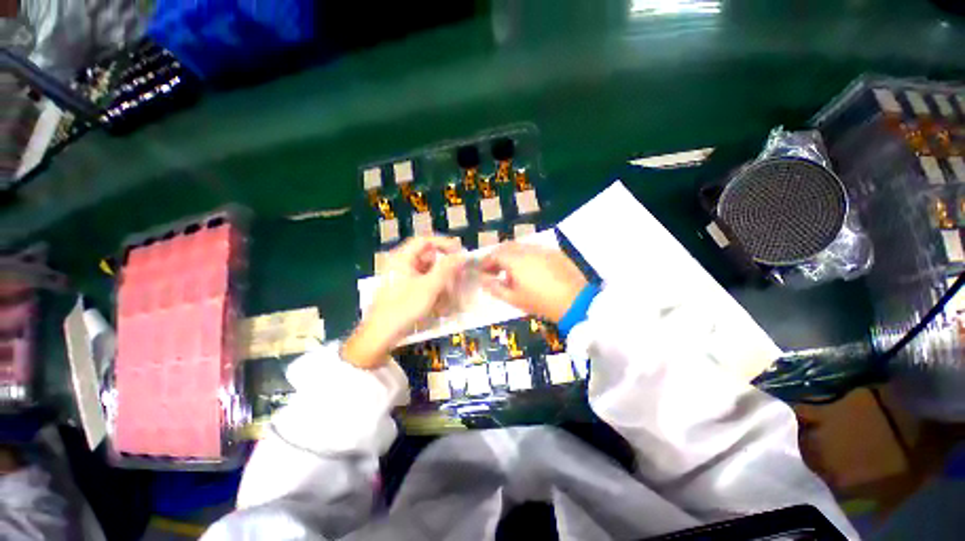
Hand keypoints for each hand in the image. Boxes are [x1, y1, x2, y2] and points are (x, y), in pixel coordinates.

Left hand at [343, 236, 464, 368]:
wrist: (380, 336)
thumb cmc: (404, 308)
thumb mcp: (429, 287)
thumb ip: (446, 269)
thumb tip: (461, 255)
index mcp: (402, 258)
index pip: (425, 240)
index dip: (444, 243)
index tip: (459, 252)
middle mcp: (400, 264)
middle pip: (427, 256)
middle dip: (444, 264)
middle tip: (459, 272)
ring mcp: (401, 278)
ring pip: (427, 271)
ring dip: (441, 278)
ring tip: (452, 289)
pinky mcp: (403, 290)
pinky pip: (423, 283)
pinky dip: (434, 287)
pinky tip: (441, 299)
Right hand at [479, 242, 586, 322]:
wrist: (575, 301)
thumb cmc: (541, 302)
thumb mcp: (514, 299)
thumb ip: (494, 288)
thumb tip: (482, 280)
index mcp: (516, 259)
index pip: (495, 255)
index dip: (485, 262)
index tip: (481, 271)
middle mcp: (528, 249)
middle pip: (507, 247)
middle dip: (497, 256)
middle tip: (494, 270)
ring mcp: (543, 249)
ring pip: (521, 247)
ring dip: (511, 256)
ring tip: (511, 272)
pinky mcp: (555, 252)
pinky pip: (534, 250)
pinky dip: (526, 256)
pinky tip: (530, 270)